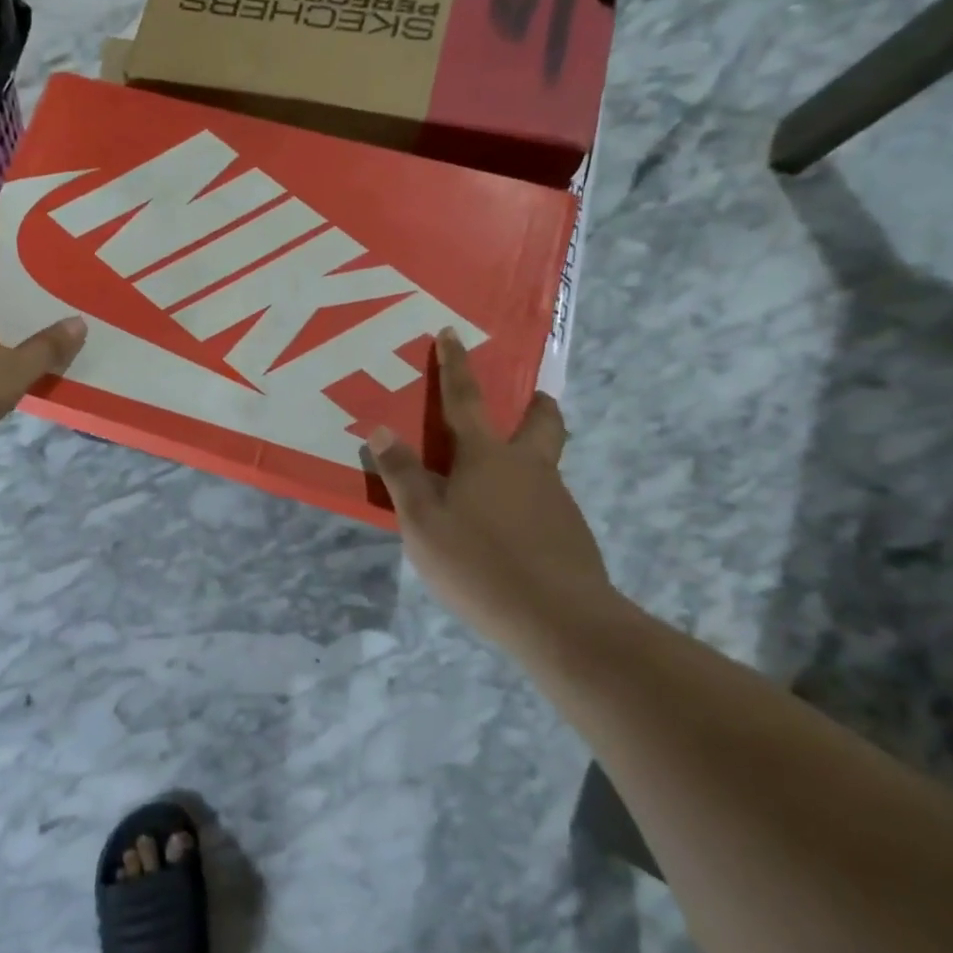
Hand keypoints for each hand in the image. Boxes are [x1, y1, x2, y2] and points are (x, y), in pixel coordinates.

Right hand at [366, 329, 616, 645]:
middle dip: (535, 404)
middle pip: (540, 422)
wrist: (559, 619)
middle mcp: (528, 467)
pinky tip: (511, 530)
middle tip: (529, 399)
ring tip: (499, 483)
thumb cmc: (479, 562)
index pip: (465, 399)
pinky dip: (528, 500)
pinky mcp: (570, 533)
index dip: (456, 365)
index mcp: (487, 456)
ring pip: (545, 463)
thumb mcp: (423, 521)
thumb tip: (382, 429)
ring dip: (529, 456)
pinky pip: (545, 501)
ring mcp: (556, 499)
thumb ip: (402, 475)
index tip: (452, 332)